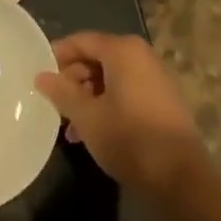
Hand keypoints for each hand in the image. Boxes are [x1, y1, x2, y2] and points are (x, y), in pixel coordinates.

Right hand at [34, 32, 207, 199]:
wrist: (182, 179)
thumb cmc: (129, 139)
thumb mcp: (87, 117)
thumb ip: (62, 92)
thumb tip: (41, 76)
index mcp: (123, 51)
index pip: (81, 41)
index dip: (57, 56)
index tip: (39, 76)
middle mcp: (141, 56)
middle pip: (96, 58)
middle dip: (73, 80)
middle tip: (54, 103)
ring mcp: (155, 78)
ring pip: (110, 78)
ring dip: (88, 97)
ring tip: (70, 126)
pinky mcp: (163, 101)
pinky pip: (126, 91)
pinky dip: (107, 104)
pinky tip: (92, 132)